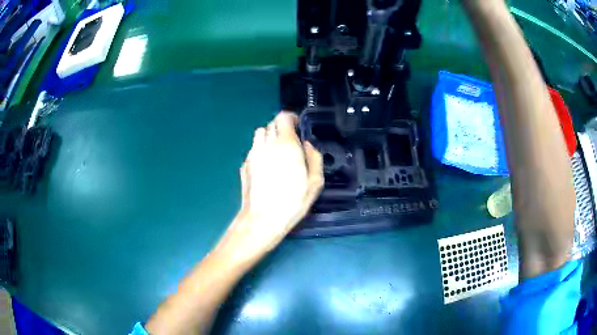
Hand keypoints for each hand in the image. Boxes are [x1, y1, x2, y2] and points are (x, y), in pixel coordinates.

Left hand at [215, 112, 323, 262]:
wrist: (262, 219)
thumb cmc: (293, 201)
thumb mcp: (315, 181)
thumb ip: (314, 157)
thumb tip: (307, 145)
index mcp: (285, 144)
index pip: (283, 117)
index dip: (291, 118)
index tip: (298, 128)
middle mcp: (266, 144)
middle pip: (271, 124)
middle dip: (281, 129)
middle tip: (290, 144)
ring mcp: (252, 154)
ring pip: (259, 135)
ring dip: (269, 138)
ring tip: (277, 154)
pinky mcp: (244, 165)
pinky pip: (253, 150)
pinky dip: (261, 152)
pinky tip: (267, 169)